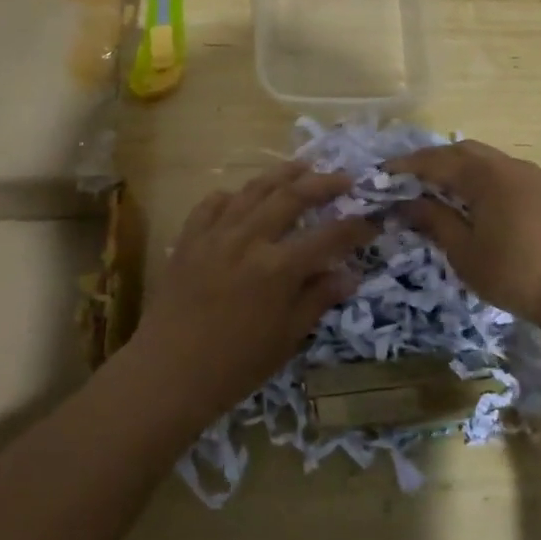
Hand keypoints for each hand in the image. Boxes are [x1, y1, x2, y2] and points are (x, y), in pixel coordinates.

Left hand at [133, 162, 375, 420]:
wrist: (168, 372)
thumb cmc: (235, 365)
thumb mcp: (286, 338)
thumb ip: (317, 299)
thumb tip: (349, 276)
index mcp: (278, 268)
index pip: (328, 236)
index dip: (355, 226)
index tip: (372, 219)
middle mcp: (248, 239)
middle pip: (291, 197)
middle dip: (323, 183)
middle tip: (344, 178)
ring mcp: (215, 234)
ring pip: (253, 190)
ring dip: (282, 175)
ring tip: (302, 167)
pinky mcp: (189, 237)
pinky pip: (213, 204)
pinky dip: (232, 196)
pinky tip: (241, 197)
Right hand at [386, 139, 540, 332]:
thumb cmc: (514, 272)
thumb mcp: (464, 251)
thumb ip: (435, 221)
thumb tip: (408, 204)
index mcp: (486, 175)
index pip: (437, 161)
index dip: (407, 166)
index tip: (382, 173)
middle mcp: (509, 166)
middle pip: (462, 152)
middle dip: (432, 161)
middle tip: (408, 178)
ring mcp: (531, 177)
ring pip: (485, 160)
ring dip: (458, 168)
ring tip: (436, 187)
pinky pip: (502, 173)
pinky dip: (479, 178)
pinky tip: (471, 199)